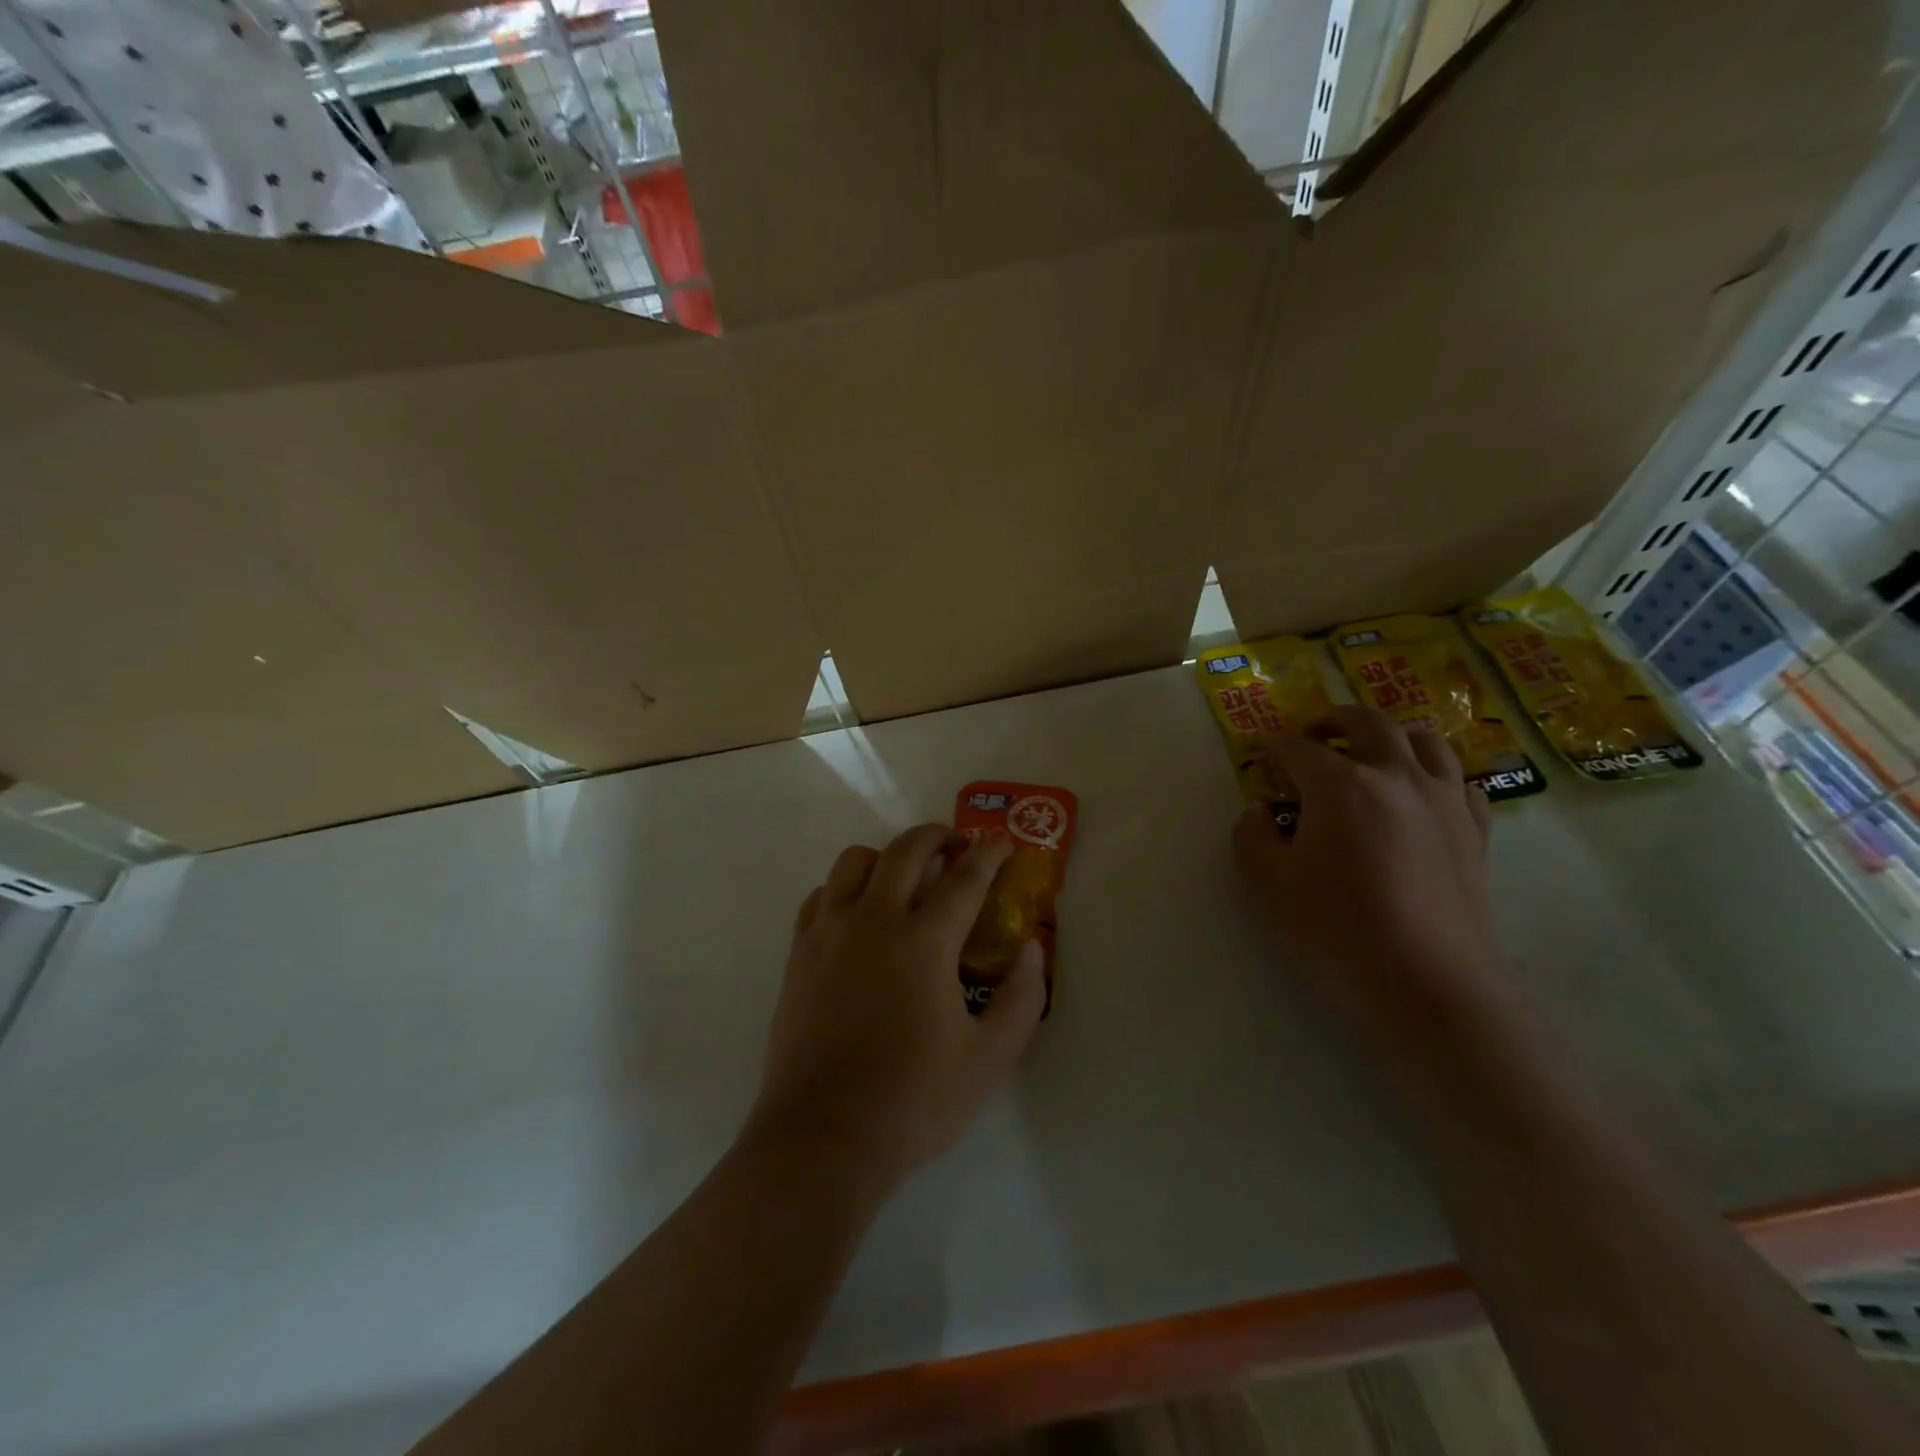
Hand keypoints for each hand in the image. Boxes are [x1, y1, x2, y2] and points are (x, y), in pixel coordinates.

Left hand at [750, 824, 1047, 1190]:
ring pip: (855, 859)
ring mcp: (830, 931)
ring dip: (888, 856)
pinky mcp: (799, 951)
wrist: (824, 1136)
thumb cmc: (913, 1100)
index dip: (991, 853)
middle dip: (940, 836)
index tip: (1003, 843)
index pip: (965, 877)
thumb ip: (1022, 997)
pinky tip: (860, 913)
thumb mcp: (989, 1058)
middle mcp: (874, 920)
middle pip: (907, 849)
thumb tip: (1030, 948)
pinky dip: (847, 887)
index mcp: (924, 941)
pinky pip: (822, 893)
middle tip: (959, 849)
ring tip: (906, 879)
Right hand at [1233, 706, 1500, 1030]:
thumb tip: (1260, 811)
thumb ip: (1251, 835)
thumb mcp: (1267, 881)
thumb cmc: (1337, 926)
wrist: (1427, 979)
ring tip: (1372, 751)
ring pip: (1425, 740)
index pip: (1298, 748)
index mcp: (1340, 784)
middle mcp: (1395, 776)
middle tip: (1313, 734)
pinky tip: (1422, 795)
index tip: (1261, 754)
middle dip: (1333, 720)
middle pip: (1368, 722)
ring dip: (1392, 735)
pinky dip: (1436, 775)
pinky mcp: (1474, 830)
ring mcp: (1443, 800)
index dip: (1274, 747)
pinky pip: (1460, 782)